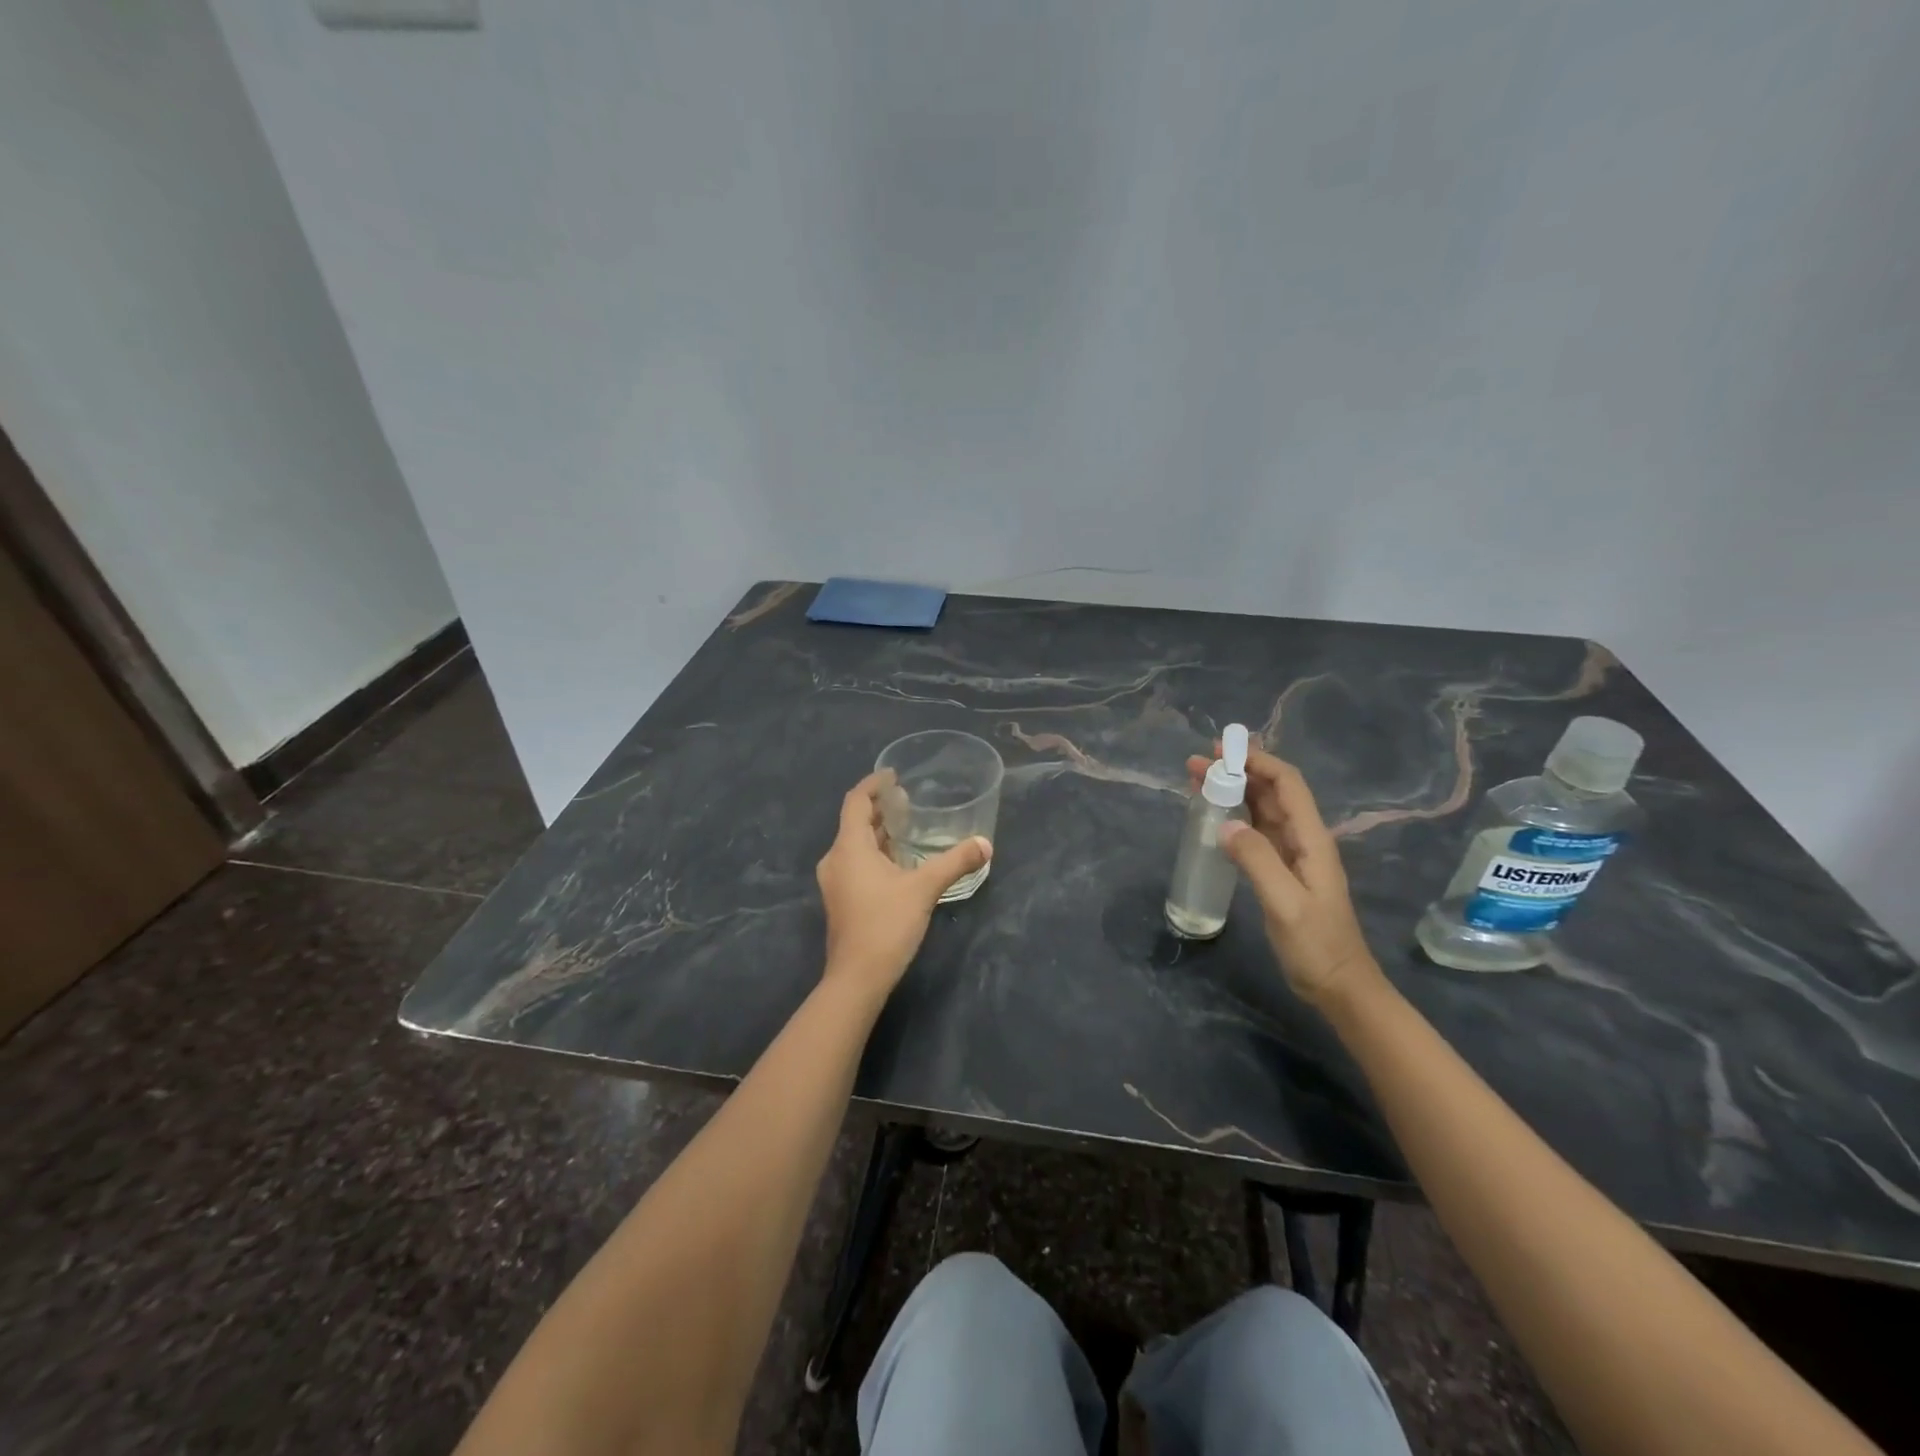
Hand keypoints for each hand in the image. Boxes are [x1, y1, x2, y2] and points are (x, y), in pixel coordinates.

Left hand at [816, 771, 991, 999]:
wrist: (857, 978)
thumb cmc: (886, 924)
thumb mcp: (925, 888)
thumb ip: (955, 862)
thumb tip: (985, 844)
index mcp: (849, 847)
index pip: (856, 801)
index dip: (873, 784)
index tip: (894, 774)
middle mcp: (836, 859)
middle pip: (855, 822)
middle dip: (880, 808)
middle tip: (908, 799)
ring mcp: (835, 881)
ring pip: (855, 844)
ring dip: (878, 832)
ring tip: (907, 826)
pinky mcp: (841, 900)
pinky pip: (856, 863)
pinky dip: (875, 853)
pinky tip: (899, 862)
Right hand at [1185, 746, 1376, 1007]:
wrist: (1339, 986)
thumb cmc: (1316, 946)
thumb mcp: (1286, 904)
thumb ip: (1258, 860)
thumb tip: (1226, 823)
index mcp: (1312, 840)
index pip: (1287, 785)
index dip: (1258, 761)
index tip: (1222, 751)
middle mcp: (1304, 839)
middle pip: (1272, 792)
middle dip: (1239, 771)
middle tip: (1197, 763)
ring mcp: (1292, 855)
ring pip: (1262, 809)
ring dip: (1234, 790)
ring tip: (1198, 780)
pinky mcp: (1281, 871)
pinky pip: (1256, 832)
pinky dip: (1235, 815)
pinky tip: (1215, 816)